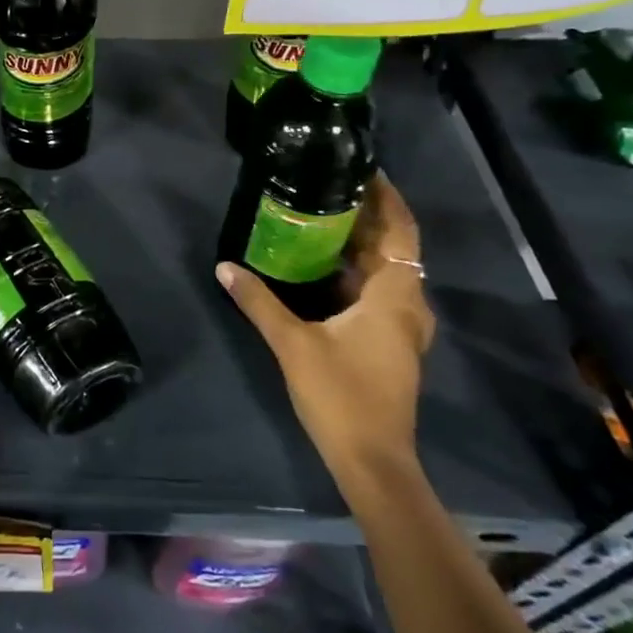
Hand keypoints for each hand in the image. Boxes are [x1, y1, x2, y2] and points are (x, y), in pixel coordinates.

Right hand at [216, 174, 435, 498]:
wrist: (372, 461)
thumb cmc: (340, 395)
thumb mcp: (293, 343)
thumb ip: (259, 301)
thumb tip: (225, 266)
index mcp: (394, 298)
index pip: (401, 232)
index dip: (388, 199)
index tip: (365, 171)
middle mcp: (407, 306)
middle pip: (396, 249)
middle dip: (368, 218)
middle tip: (331, 189)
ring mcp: (403, 328)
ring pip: (389, 273)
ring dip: (364, 246)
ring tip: (326, 220)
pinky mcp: (391, 344)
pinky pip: (380, 293)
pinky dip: (359, 273)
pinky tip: (326, 270)